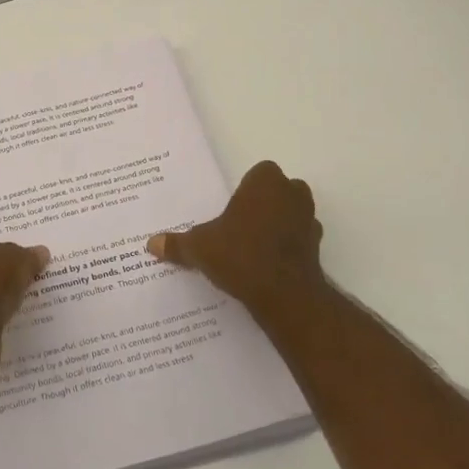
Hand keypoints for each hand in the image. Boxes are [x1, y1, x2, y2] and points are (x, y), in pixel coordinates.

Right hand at [147, 161, 327, 318]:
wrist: (285, 295)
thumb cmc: (240, 255)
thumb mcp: (200, 248)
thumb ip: (177, 244)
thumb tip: (151, 244)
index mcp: (265, 181)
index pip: (258, 173)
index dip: (245, 190)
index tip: (230, 209)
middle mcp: (292, 193)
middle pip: (277, 191)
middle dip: (262, 205)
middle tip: (238, 226)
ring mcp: (309, 220)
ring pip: (291, 214)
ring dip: (277, 225)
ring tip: (251, 249)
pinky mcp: (317, 247)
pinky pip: (299, 240)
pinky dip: (287, 249)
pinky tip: (267, 267)